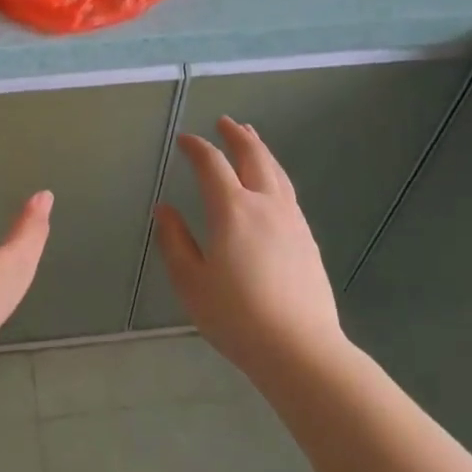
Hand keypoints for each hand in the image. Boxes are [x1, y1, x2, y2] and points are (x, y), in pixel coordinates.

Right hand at [154, 116, 346, 376]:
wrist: (300, 350)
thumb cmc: (236, 317)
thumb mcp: (191, 282)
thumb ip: (175, 241)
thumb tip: (164, 210)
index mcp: (232, 210)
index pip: (212, 165)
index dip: (197, 148)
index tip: (184, 140)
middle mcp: (265, 205)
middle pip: (253, 157)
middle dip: (237, 136)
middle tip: (225, 122)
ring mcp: (292, 220)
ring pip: (276, 172)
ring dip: (261, 150)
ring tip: (252, 138)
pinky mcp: (307, 239)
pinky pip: (288, 192)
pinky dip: (275, 174)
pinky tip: (272, 183)